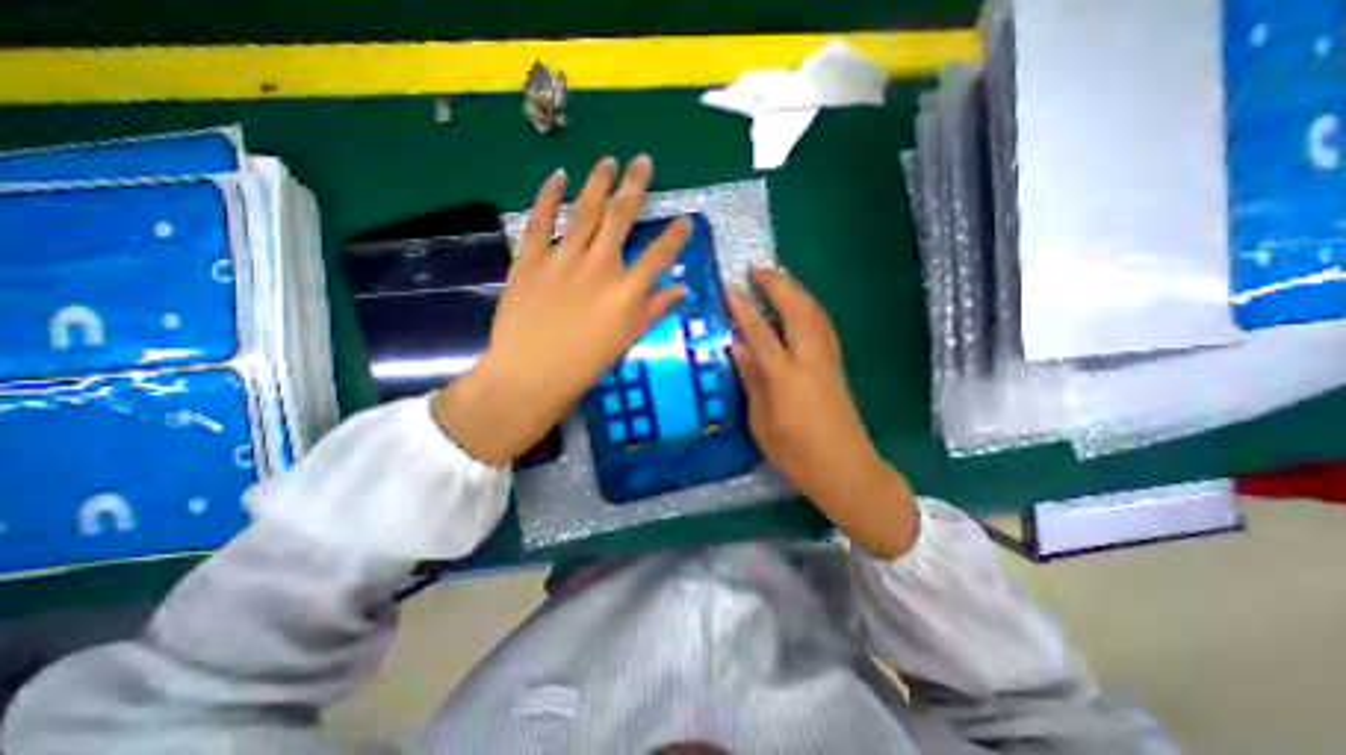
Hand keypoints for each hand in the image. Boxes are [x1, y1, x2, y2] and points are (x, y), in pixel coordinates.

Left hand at [433, 152, 691, 464]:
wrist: (529, 375)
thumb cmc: (584, 365)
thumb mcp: (626, 341)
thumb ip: (654, 311)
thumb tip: (680, 289)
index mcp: (626, 291)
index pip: (660, 255)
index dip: (676, 235)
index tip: (686, 219)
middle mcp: (600, 265)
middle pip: (622, 216)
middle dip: (635, 186)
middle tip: (642, 161)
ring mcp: (563, 258)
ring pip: (586, 210)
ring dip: (598, 182)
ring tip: (608, 161)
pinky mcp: (530, 258)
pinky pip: (541, 219)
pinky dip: (549, 195)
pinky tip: (558, 177)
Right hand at [732, 268, 921, 558]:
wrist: (846, 469)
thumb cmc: (797, 454)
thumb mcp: (762, 423)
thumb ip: (751, 381)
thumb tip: (737, 348)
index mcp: (785, 378)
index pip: (760, 333)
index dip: (744, 308)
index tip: (730, 287)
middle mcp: (810, 361)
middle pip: (796, 311)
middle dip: (778, 284)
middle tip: (758, 268)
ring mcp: (828, 361)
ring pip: (815, 314)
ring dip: (797, 290)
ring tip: (779, 277)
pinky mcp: (838, 366)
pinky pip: (824, 326)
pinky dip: (810, 307)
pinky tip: (801, 305)